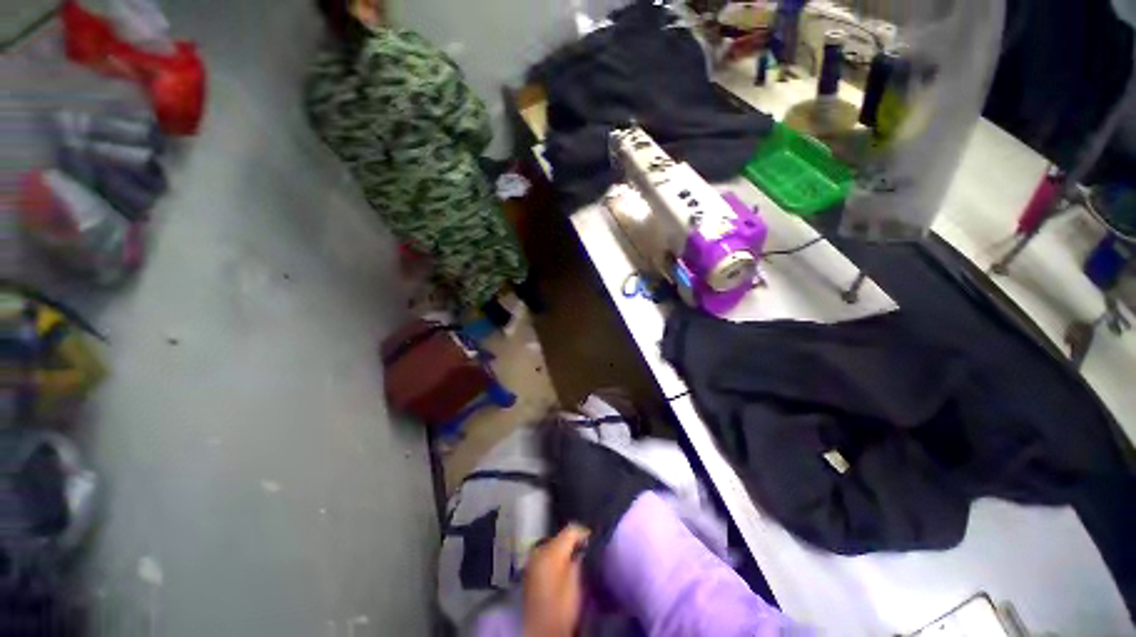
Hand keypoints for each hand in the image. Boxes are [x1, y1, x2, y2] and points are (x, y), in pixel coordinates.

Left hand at [523, 524, 589, 636]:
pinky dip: (554, 556)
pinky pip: (544, 554)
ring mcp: (532, 560)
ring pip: (551, 544)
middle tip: (585, 547)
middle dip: (572, 540)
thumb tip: (581, 547)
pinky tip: (562, 565)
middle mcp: (538, 550)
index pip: (570, 530)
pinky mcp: (529, 571)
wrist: (542, 631)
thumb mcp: (575, 582)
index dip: (583, 532)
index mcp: (550, 551)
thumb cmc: (562, 607)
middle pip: (559, 536)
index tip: (592, 537)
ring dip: (562, 547)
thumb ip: (578, 559)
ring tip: (575, 555)